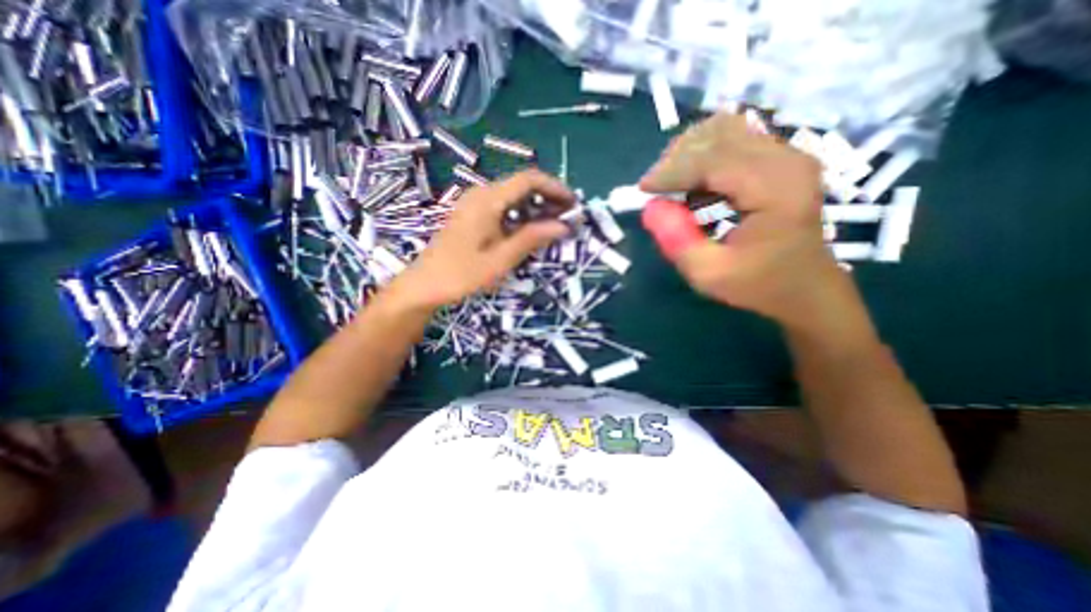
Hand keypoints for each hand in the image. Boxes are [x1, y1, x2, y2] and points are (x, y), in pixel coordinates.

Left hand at [388, 168, 572, 310]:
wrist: (425, 285)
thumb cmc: (461, 275)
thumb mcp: (501, 260)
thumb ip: (532, 239)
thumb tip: (563, 226)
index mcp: (487, 200)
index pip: (529, 179)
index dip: (555, 188)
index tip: (574, 205)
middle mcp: (481, 194)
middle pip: (522, 185)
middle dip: (549, 198)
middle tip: (568, 219)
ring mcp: (474, 203)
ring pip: (513, 196)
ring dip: (537, 207)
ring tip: (554, 226)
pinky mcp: (472, 215)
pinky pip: (503, 206)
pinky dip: (522, 214)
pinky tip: (531, 230)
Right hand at [640, 110, 845, 328]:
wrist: (805, 286)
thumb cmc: (759, 284)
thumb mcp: (709, 275)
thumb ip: (677, 242)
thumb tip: (650, 207)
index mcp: (776, 188)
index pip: (713, 159)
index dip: (671, 170)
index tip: (643, 190)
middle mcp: (786, 159)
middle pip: (718, 134)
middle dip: (677, 159)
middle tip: (657, 191)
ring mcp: (786, 153)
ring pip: (724, 129)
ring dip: (689, 152)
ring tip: (674, 185)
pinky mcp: (778, 157)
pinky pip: (732, 138)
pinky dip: (704, 154)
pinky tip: (695, 183)